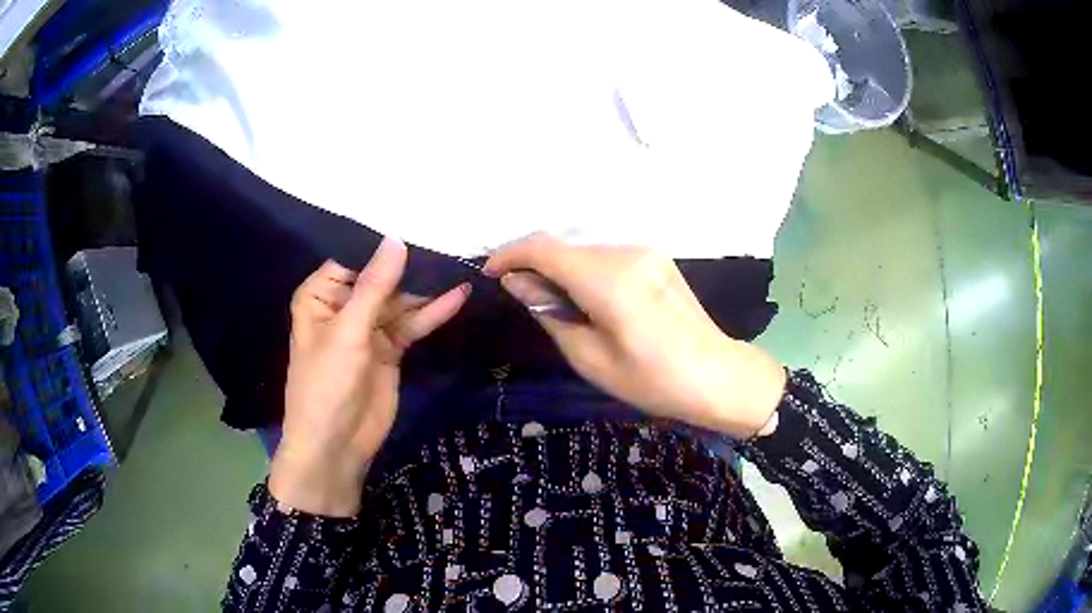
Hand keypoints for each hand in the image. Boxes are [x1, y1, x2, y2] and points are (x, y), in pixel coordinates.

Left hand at [270, 238, 469, 515]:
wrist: (336, 446)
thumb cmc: (325, 385)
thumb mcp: (348, 332)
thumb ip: (375, 286)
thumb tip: (396, 239)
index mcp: (321, 295)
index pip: (354, 257)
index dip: (384, 243)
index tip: (419, 219)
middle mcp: (344, 306)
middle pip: (382, 277)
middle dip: (411, 265)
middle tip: (449, 240)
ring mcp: (369, 328)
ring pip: (401, 301)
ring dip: (427, 289)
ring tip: (459, 264)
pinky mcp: (390, 349)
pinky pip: (412, 324)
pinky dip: (433, 313)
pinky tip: (458, 296)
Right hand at [485, 233, 784, 437]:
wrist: (717, 375)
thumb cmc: (652, 380)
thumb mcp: (590, 358)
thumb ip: (549, 312)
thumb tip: (518, 283)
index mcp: (608, 280)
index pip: (543, 247)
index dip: (510, 255)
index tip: (492, 274)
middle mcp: (626, 253)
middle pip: (564, 246)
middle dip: (535, 266)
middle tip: (525, 298)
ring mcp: (645, 252)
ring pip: (585, 250)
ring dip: (562, 268)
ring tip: (559, 305)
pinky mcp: (657, 258)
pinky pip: (607, 255)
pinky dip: (586, 270)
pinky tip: (591, 300)